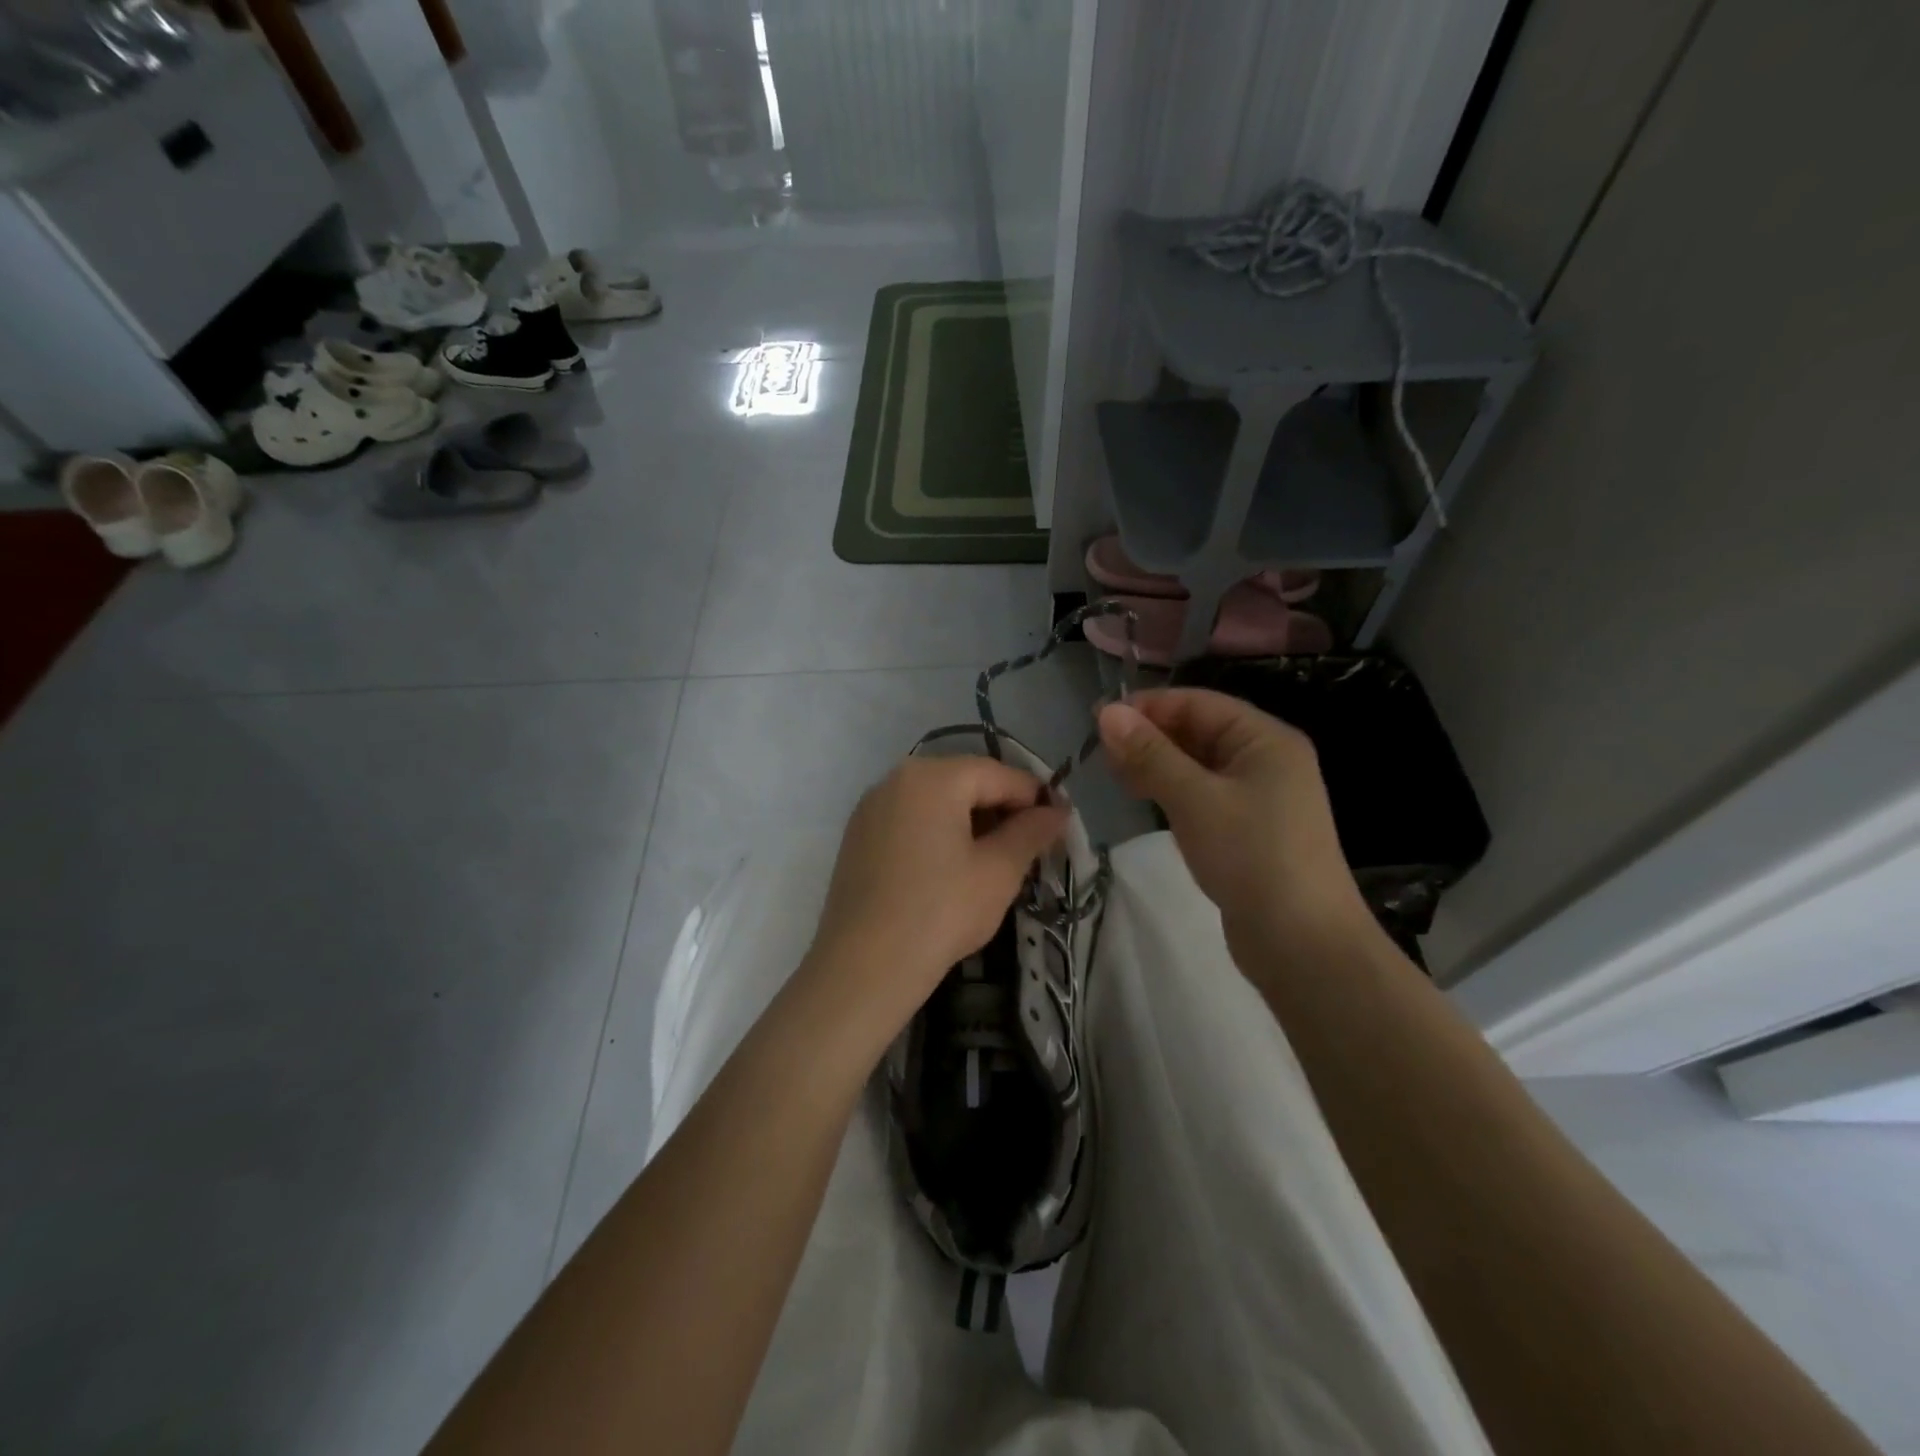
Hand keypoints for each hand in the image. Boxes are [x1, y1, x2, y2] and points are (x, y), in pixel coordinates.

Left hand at [803, 755, 1068, 1054]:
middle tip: (1029, 847)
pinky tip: (951, 869)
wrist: (864, 966)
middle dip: (1001, 809)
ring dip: (970, 822)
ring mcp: (871, 807)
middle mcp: (896, 779)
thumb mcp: (999, 872)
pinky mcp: (858, 836)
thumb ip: (1031, 833)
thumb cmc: (941, 912)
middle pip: (964, 782)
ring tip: (994, 860)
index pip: (998, 774)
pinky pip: (909, 820)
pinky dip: (937, 833)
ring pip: (935, 801)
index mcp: (933, 777)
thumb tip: (1057, 812)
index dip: (1035, 797)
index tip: (1059, 825)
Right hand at [1098, 689, 1370, 949]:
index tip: (1099, 720)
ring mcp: (1259, 799)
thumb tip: (1107, 713)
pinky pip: (1202, 796)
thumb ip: (1150, 754)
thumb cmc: (1252, 857)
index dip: (1148, 706)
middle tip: (1099, 752)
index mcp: (1265, 740)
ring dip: (1156, 764)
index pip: (1199, 703)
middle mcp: (1266, 761)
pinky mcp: (1247, 832)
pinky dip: (1171, 792)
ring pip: (1197, 766)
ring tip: (1113, 774)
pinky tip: (1143, 799)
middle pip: (1199, 732)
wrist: (1302, 944)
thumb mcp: (1195, 799)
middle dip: (1150, 736)